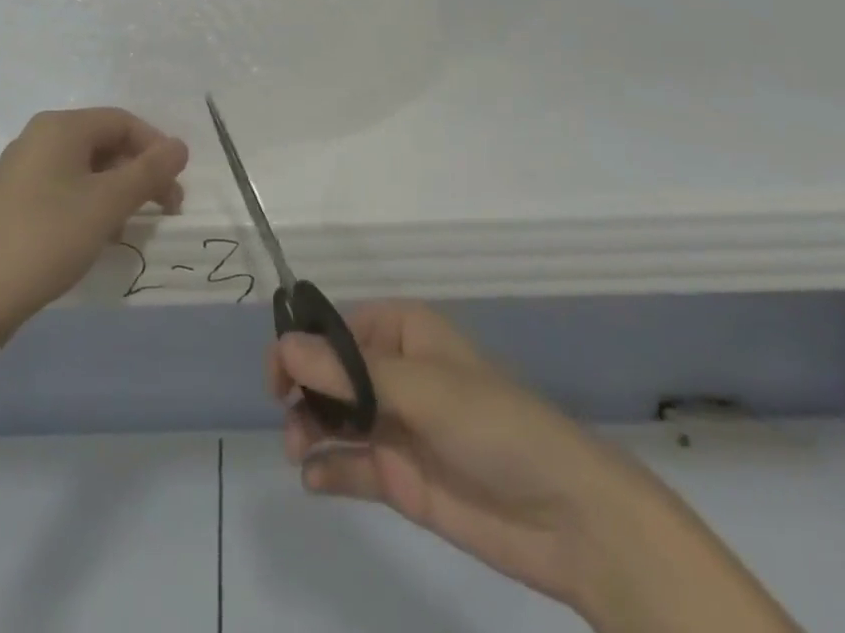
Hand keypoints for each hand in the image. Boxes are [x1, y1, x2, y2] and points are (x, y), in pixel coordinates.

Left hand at [0, 108, 187, 331]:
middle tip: (164, 209)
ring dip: (117, 191)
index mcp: (61, 127)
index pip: (123, 121)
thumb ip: (149, 171)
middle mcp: (39, 137)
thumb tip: (180, 145)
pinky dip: (90, 203)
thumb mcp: (108, 204)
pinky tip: (97, 236)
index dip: (156, 148)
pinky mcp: (13, 198)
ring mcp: (22, 168)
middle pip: (104, 142)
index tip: (176, 188)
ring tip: (131, 228)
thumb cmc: (48, 237)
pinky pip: (64, 186)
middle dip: (139, 172)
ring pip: (85, 167)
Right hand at [271, 303, 797, 632]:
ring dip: (309, 428)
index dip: (304, 343)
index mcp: (405, 332)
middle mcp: (395, 372)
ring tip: (297, 449)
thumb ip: (349, 373)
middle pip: (330, 371)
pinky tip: (313, 478)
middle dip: (303, 389)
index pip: (338, 327)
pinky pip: (351, 466)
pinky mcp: (401, 477)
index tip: (277, 371)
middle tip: (286, 414)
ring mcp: (396, 425)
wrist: (567, 517)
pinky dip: (327, 469)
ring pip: (334, 416)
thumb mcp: (421, 389)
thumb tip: (284, 346)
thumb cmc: (494, 425)